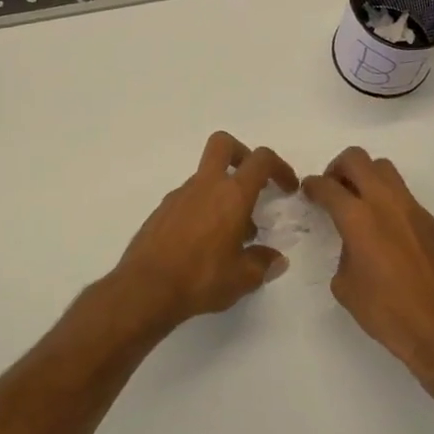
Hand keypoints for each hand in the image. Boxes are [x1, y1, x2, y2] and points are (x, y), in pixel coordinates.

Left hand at [110, 132, 299, 332]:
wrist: (145, 288)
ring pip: (205, 177)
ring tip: (231, 236)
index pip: (261, 160)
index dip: (280, 167)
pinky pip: (188, 199)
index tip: (287, 188)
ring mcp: (179, 196)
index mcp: (231, 195)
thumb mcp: (242, 278)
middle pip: (223, 144)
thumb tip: (275, 258)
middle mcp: (205, 186)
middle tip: (252, 184)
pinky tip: (203, 245)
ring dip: (222, 194)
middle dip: (242, 154)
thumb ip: (263, 263)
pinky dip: (202, 210)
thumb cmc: (201, 278)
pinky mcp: (161, 211)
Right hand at [302, 148, 433, 398]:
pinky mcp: (432, 222)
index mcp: (358, 219)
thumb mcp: (346, 286)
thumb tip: (353, 245)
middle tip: (333, 190)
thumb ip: (343, 253)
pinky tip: (386, 232)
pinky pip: (404, 196)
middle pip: (358, 159)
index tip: (308, 191)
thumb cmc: (387, 313)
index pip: (327, 186)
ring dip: (366, 177)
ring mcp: (414, 210)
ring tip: (358, 204)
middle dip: (338, 168)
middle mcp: (386, 203)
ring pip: (385, 170)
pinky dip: (388, 201)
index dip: (312, 185)